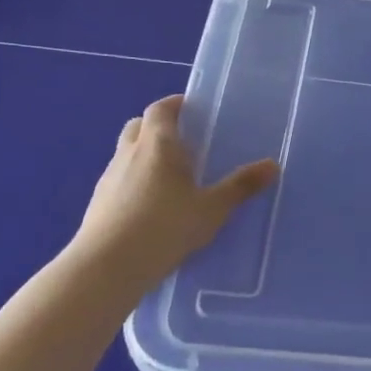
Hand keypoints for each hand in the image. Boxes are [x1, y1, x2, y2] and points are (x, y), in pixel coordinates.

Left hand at [72, 95, 278, 293]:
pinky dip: (134, 180)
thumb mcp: (212, 208)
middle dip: (157, 126)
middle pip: (137, 126)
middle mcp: (129, 153)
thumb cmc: (165, 227)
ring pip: (126, 153)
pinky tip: (150, 205)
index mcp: (157, 145)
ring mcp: (109, 178)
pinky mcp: (98, 202)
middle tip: (182, 139)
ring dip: (144, 154)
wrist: (108, 265)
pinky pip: (119, 179)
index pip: (160, 109)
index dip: (174, 104)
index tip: (190, 108)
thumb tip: (272, 165)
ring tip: (170, 175)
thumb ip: (240, 186)